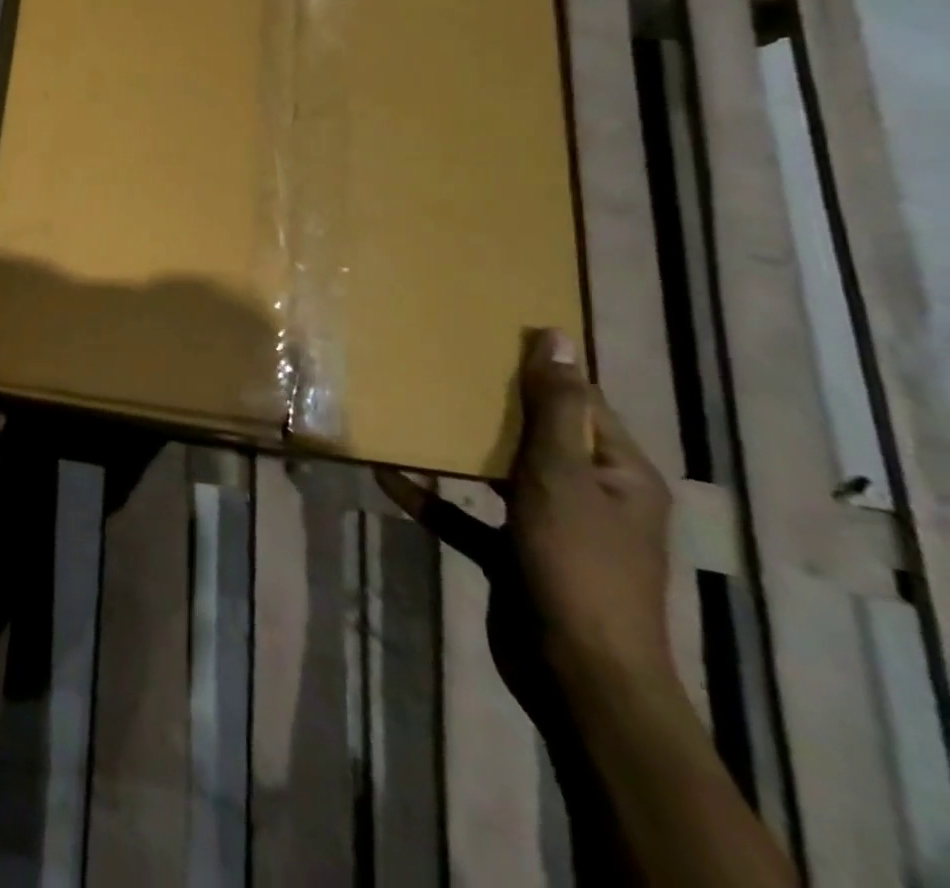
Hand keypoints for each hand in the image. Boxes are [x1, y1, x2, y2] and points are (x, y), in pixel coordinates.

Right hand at [378, 328, 675, 722]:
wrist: (577, 673)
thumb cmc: (576, 562)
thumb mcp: (561, 474)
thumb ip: (554, 406)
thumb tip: (556, 336)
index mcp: (619, 474)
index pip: (582, 405)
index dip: (542, 372)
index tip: (490, 339)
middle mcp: (590, 497)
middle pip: (539, 438)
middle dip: (493, 407)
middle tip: (441, 368)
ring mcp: (551, 530)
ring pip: (501, 476)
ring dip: (460, 452)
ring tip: (414, 416)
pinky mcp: (514, 558)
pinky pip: (469, 518)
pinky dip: (435, 499)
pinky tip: (391, 478)